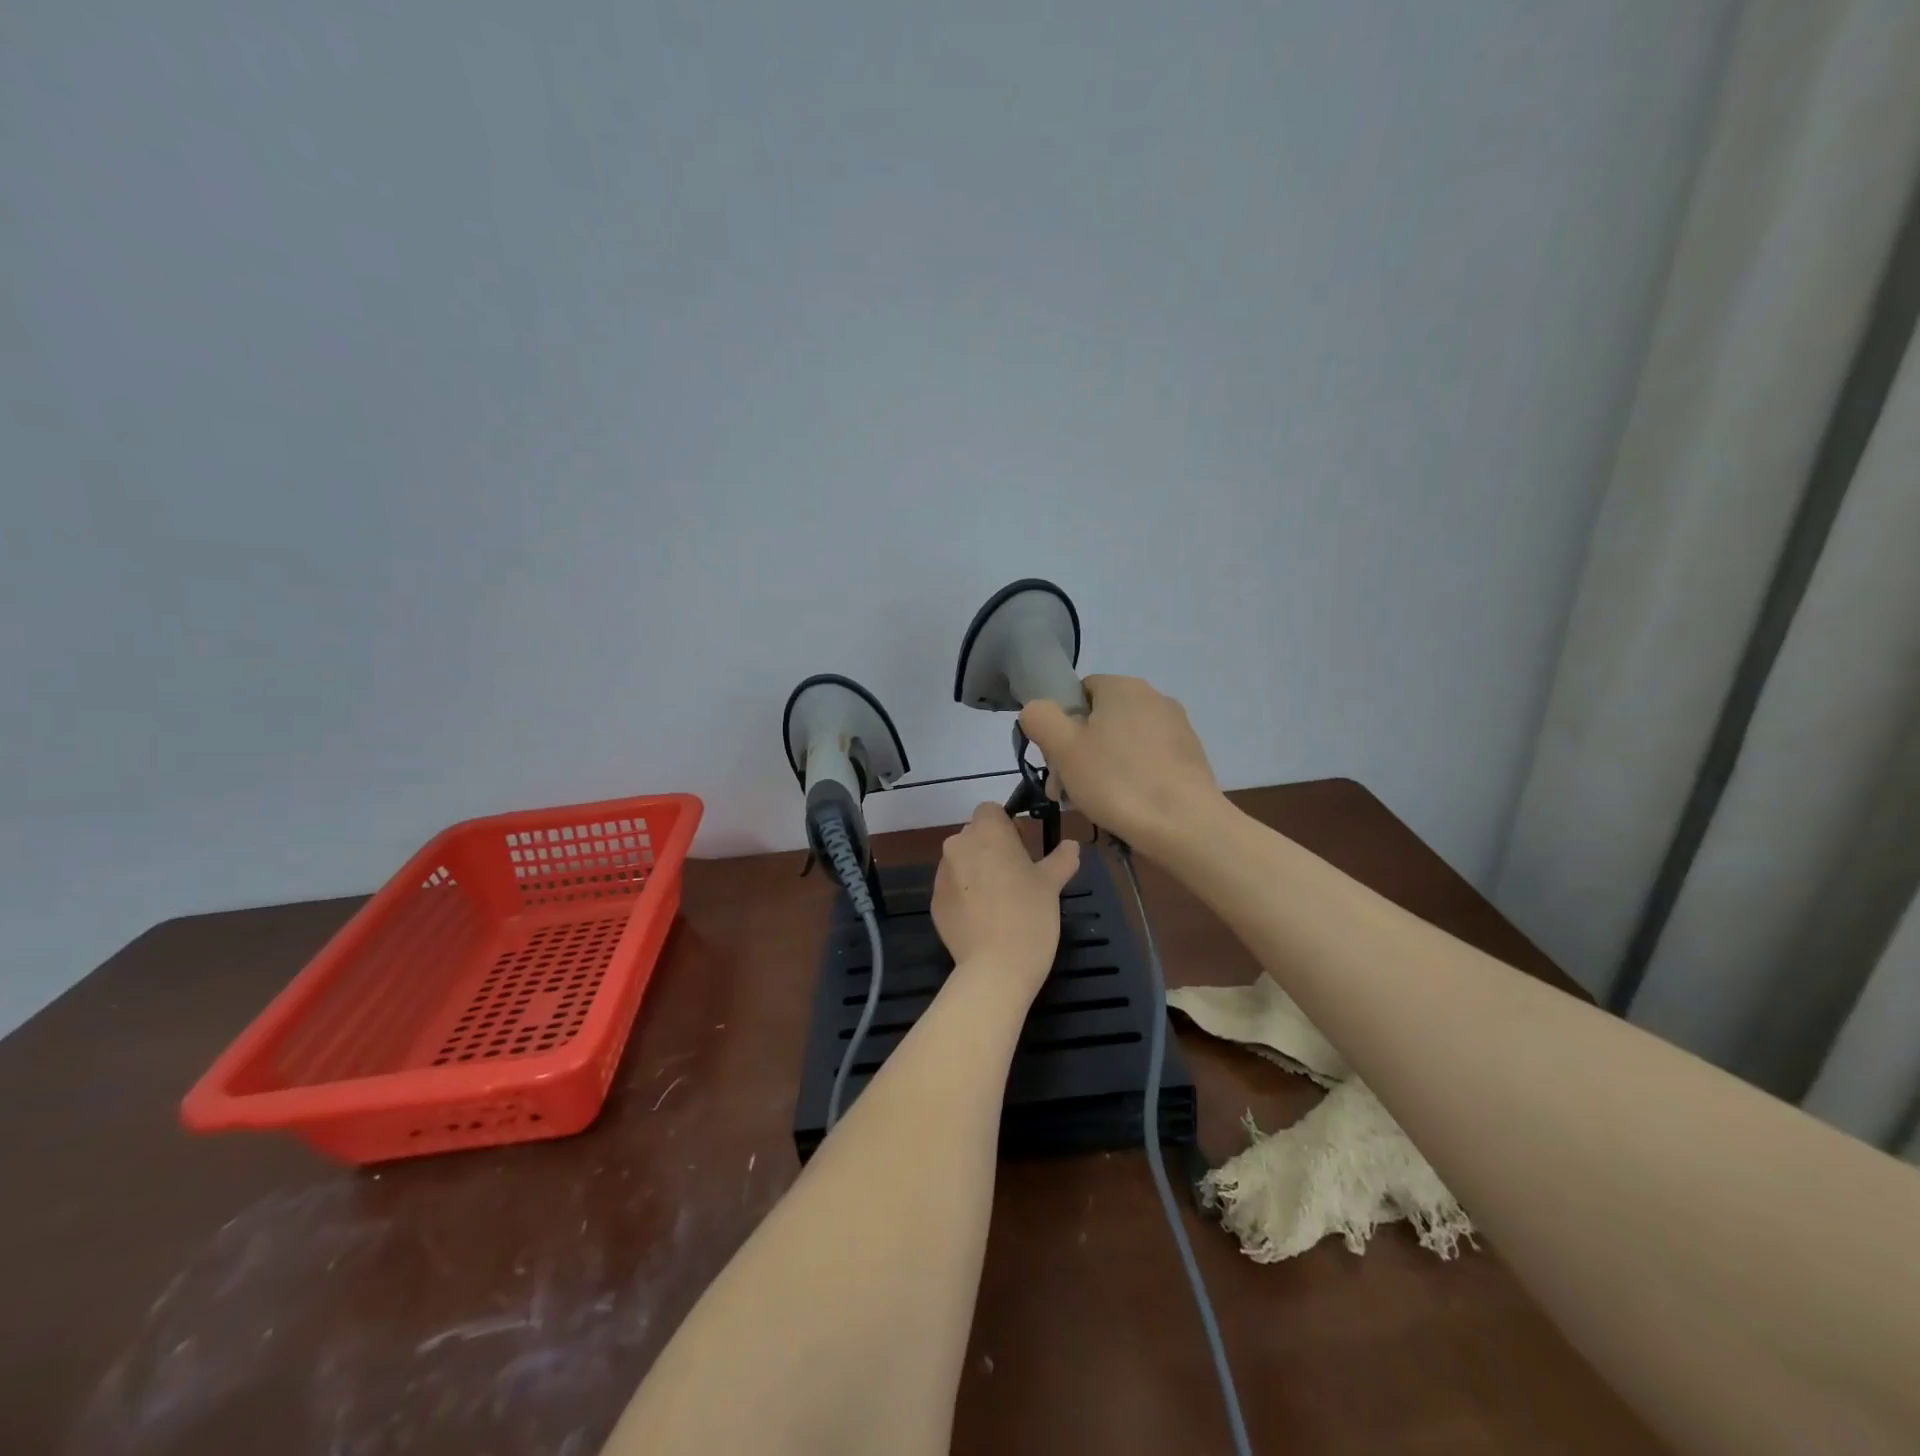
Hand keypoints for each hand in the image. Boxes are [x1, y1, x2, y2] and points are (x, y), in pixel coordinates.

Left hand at [931, 804, 1079, 990]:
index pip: (990, 811)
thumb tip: (1071, 845)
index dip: (1007, 826)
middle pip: (975, 835)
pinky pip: (953, 888)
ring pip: (962, 861)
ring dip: (977, 872)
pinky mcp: (935, 902)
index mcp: (986, 833)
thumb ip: (1061, 858)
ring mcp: (942, 875)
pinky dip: (966, 896)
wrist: (996, 967)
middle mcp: (958, 846)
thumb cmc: (1029, 915)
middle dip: (992, 849)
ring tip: (1000, 902)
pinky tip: (984, 920)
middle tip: (1016, 877)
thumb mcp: (1052, 884)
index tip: (1022, 849)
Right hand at [1019, 675, 1224, 855]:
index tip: (1055, 761)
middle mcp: (1153, 697)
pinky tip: (1126, 805)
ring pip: (1122, 741)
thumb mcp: (1063, 747)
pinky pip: (1147, 759)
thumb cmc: (1117, 781)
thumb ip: (1040, 718)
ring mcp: (1176, 727)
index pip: (1078, 693)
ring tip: (1093, 802)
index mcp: (1122, 686)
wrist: (1186, 825)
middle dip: (1078, 752)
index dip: (1060, 725)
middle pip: (1099, 719)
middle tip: (1067, 790)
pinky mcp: (1190, 755)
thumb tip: (1038, 710)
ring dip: (1101, 766)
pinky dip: (1131, 776)